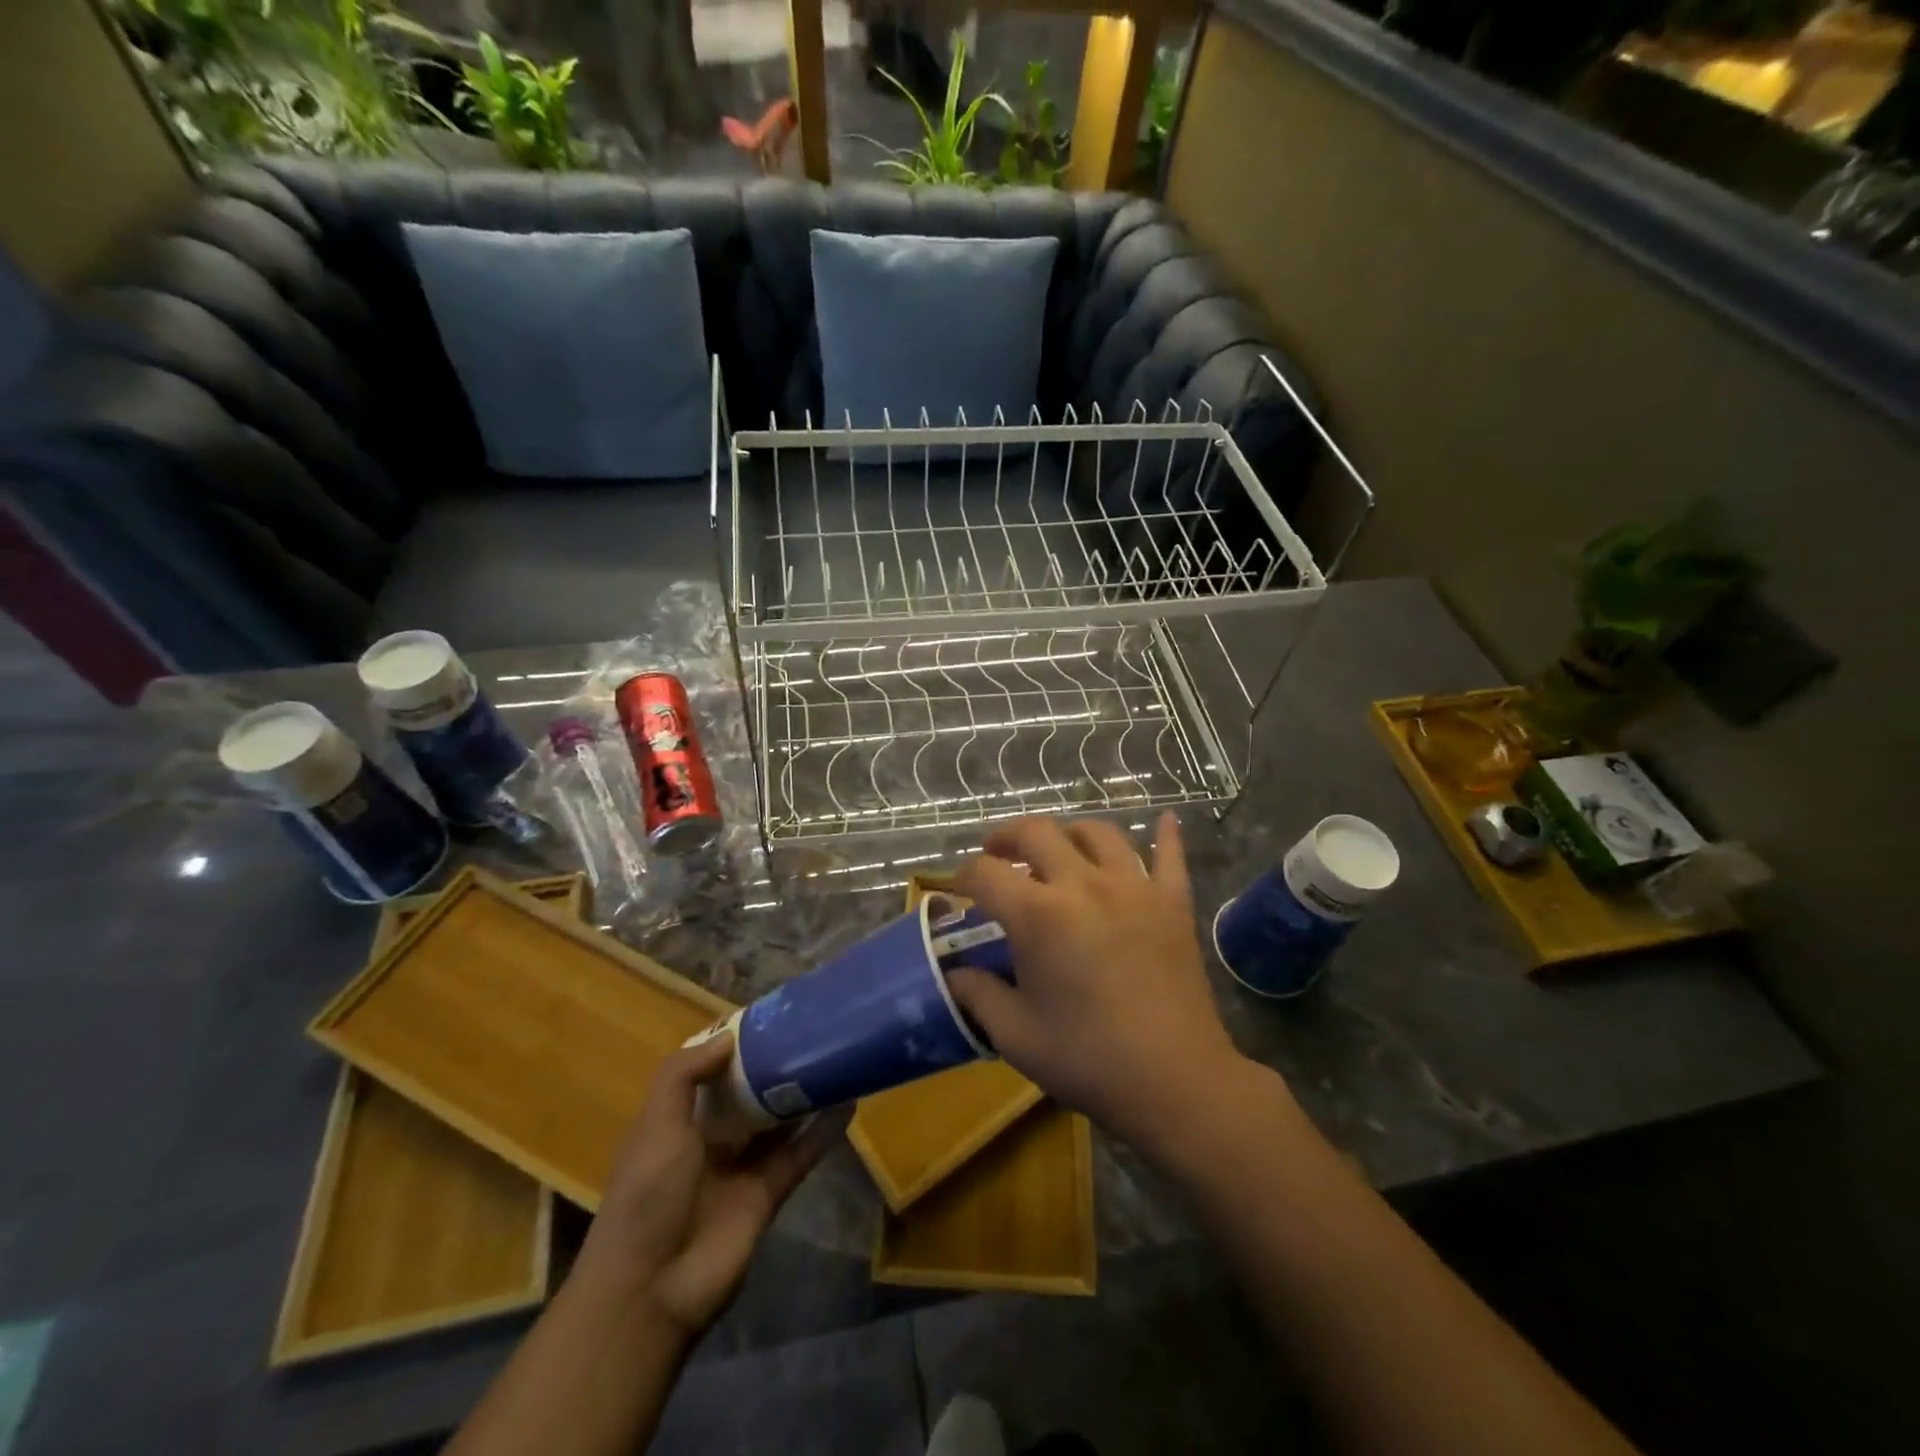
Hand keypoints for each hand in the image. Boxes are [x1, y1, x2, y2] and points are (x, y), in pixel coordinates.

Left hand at [581, 1034, 845, 1338]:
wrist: (651, 1290)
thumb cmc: (647, 1194)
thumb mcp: (656, 1123)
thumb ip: (686, 1074)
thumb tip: (729, 1037)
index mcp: (676, 1122)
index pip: (708, 1074)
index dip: (734, 1047)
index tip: (767, 1017)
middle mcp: (709, 1141)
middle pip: (747, 1095)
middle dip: (773, 1067)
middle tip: (809, 1031)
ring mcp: (741, 1169)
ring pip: (778, 1122)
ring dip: (802, 1094)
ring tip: (835, 1058)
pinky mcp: (768, 1195)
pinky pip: (800, 1154)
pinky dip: (823, 1132)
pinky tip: (849, 1103)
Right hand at [948, 813, 1264, 1157]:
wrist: (1175, 1082)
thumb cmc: (1088, 1059)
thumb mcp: (1016, 1035)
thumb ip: (978, 995)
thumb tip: (955, 973)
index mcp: (1038, 915)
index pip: (986, 874)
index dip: (963, 876)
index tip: (958, 888)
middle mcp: (1083, 885)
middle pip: (1038, 833)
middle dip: (1007, 837)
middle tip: (997, 854)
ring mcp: (1134, 887)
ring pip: (1098, 833)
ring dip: (1069, 832)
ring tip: (1058, 847)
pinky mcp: (1173, 902)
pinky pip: (1170, 856)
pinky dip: (1165, 835)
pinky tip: (1164, 820)